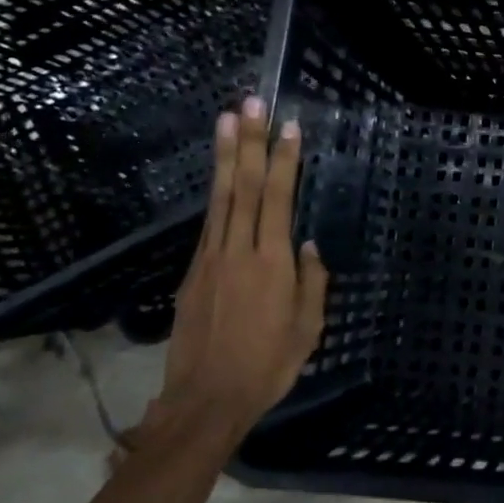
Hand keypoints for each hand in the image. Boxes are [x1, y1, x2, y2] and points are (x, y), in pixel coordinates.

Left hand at [147, 96, 329, 449]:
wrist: (206, 400)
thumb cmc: (269, 366)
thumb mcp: (308, 328)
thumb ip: (311, 283)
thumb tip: (308, 246)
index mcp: (271, 264)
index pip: (277, 198)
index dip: (283, 159)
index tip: (289, 126)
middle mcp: (238, 251)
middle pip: (242, 186)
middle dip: (248, 141)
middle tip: (250, 102)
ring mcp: (210, 260)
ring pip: (219, 198)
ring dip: (224, 156)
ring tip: (226, 119)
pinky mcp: (192, 273)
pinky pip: (209, 224)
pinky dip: (216, 193)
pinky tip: (221, 177)